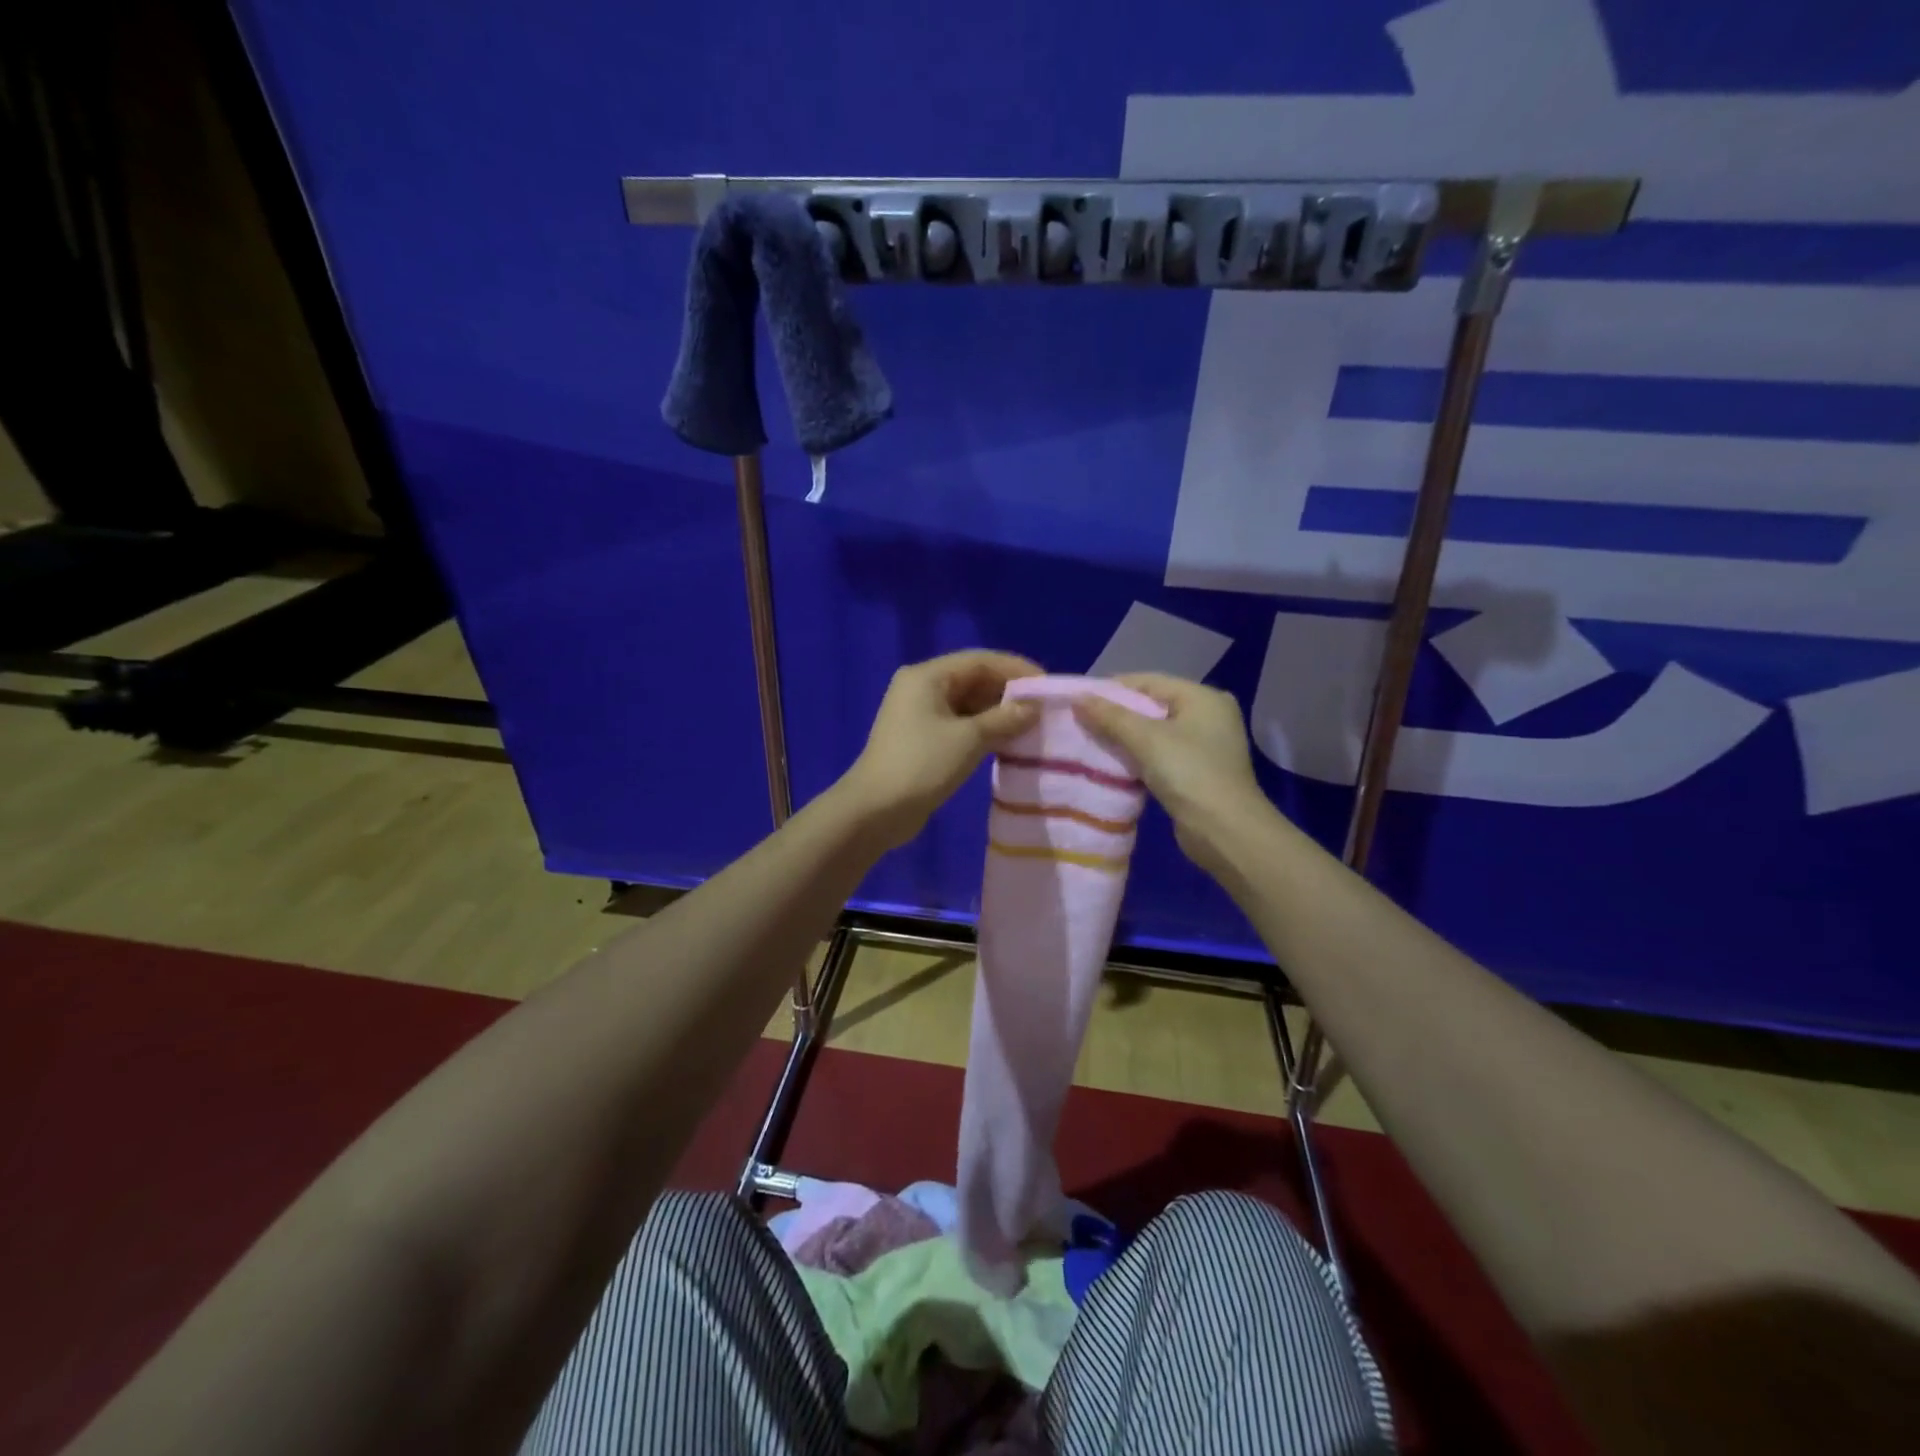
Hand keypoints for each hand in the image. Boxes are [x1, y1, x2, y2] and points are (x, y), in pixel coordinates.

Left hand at [839, 650, 1042, 848]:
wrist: (876, 811)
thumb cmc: (922, 765)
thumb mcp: (969, 739)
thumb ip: (1004, 719)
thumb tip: (1034, 708)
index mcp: (928, 676)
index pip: (980, 660)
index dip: (1016, 670)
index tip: (1048, 687)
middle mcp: (922, 688)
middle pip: (974, 679)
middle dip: (1009, 693)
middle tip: (1044, 710)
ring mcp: (920, 714)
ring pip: (968, 704)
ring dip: (998, 713)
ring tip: (1033, 727)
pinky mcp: (922, 740)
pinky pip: (960, 725)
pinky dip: (984, 730)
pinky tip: (1008, 743)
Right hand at [1073, 673, 1266, 877]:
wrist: (1224, 831)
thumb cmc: (1188, 773)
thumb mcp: (1146, 739)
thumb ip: (1110, 716)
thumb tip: (1078, 697)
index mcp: (1203, 697)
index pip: (1149, 681)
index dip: (1112, 688)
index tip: (1079, 700)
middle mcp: (1208, 716)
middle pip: (1152, 706)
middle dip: (1116, 714)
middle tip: (1080, 722)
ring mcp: (1205, 746)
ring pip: (1155, 733)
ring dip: (1125, 738)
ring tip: (1090, 741)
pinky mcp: (1198, 772)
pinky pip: (1160, 755)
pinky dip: (1138, 756)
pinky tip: (1113, 763)